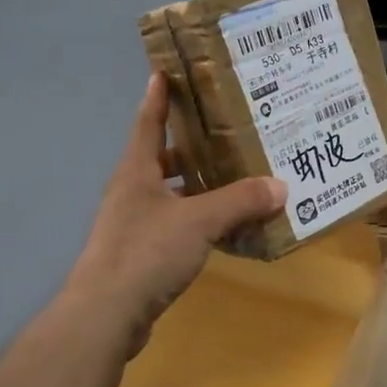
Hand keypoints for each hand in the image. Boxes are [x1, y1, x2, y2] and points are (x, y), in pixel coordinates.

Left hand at [62, 74, 285, 356]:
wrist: (105, 315)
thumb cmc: (146, 252)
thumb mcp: (199, 221)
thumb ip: (240, 201)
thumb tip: (281, 186)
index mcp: (136, 171)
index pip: (148, 123)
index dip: (157, 96)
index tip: (164, 71)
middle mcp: (131, 192)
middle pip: (161, 158)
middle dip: (190, 145)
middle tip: (225, 131)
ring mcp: (132, 225)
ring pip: (169, 193)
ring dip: (196, 185)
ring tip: (233, 177)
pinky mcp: (139, 255)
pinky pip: (174, 225)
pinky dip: (196, 219)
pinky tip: (223, 226)